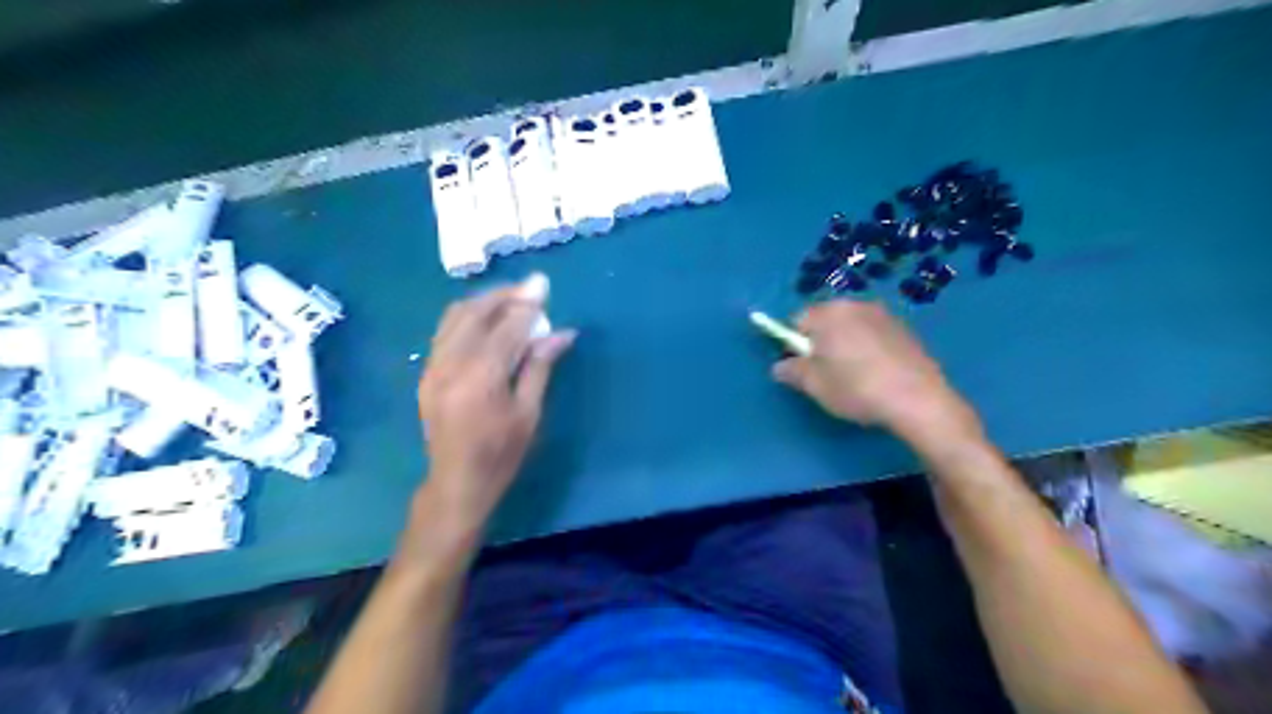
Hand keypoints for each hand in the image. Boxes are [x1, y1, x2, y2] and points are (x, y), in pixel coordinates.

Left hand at [420, 276, 577, 538]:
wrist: (457, 483)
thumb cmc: (502, 454)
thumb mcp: (529, 412)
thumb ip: (540, 366)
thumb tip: (562, 332)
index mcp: (481, 378)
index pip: (506, 328)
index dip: (527, 304)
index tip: (543, 285)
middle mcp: (451, 364)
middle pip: (475, 313)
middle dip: (503, 295)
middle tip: (529, 289)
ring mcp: (433, 367)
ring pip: (454, 317)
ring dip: (483, 302)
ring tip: (509, 300)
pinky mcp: (426, 373)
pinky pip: (445, 331)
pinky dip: (467, 317)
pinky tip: (486, 321)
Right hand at [770, 302, 975, 446]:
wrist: (918, 400)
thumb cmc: (856, 388)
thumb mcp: (814, 385)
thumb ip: (791, 371)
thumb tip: (780, 366)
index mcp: (828, 313)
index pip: (797, 320)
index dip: (793, 344)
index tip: (800, 367)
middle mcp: (855, 305)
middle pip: (825, 319)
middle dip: (820, 340)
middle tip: (825, 373)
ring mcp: (883, 315)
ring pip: (850, 325)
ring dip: (845, 343)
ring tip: (853, 375)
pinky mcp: (904, 329)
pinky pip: (872, 333)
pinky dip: (867, 347)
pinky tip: (875, 374)